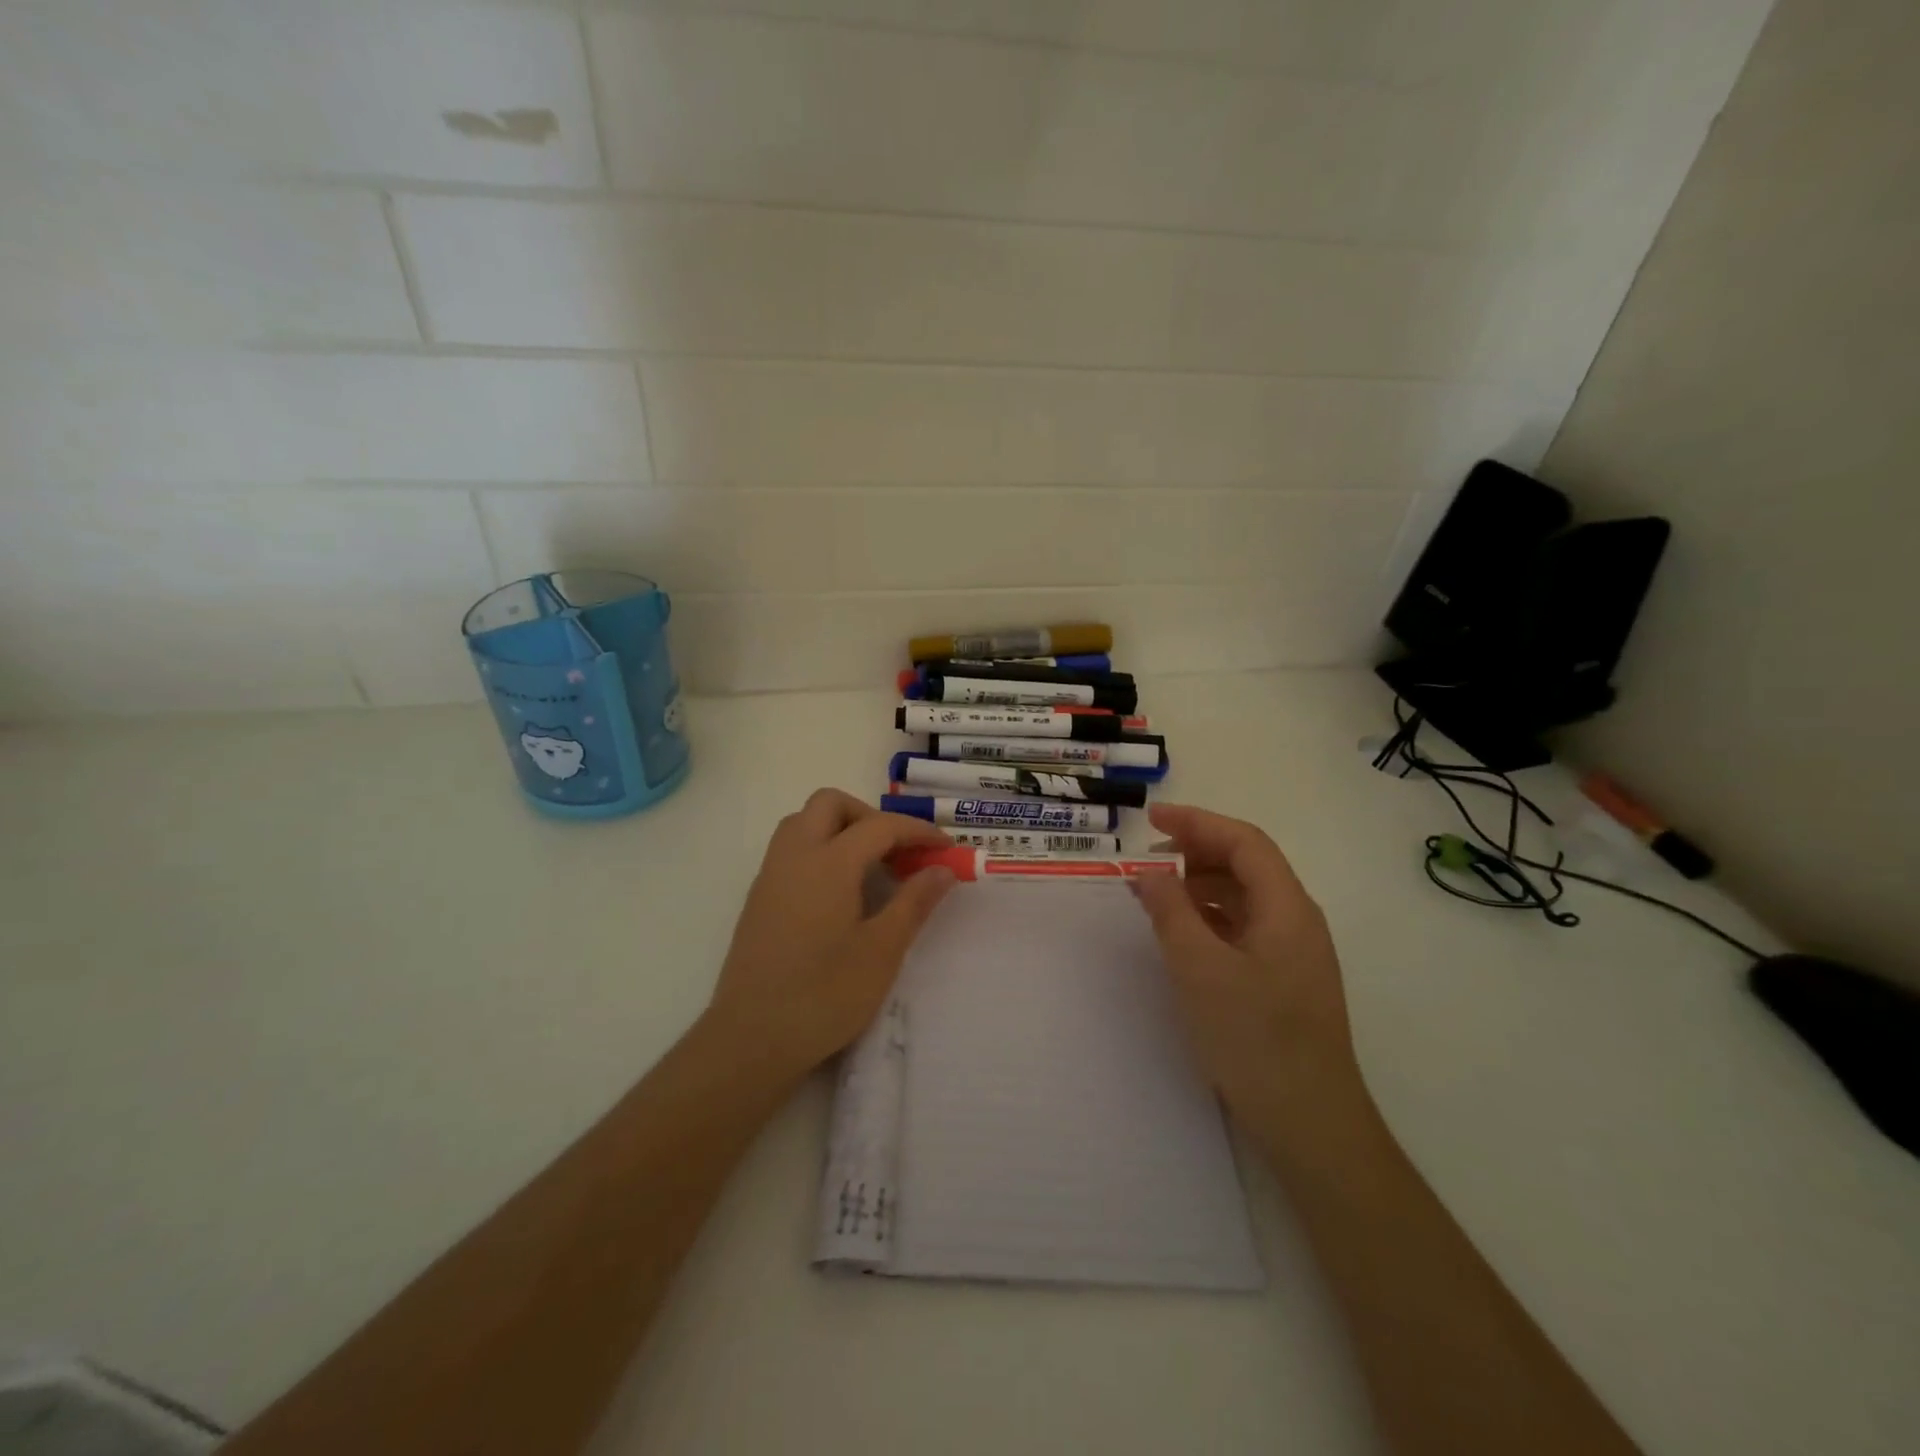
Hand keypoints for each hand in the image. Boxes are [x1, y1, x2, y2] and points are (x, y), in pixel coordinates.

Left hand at [705, 788, 956, 1077]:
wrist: (752, 1039)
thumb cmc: (824, 995)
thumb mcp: (882, 951)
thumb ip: (914, 902)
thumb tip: (943, 870)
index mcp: (829, 862)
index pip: (880, 826)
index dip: (918, 831)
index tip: (946, 849)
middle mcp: (794, 855)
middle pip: (830, 804)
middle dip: (870, 816)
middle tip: (898, 852)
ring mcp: (770, 876)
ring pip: (804, 822)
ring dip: (841, 829)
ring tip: (871, 868)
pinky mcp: (759, 898)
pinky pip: (791, 850)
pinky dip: (820, 850)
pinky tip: (839, 893)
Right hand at [1133, 803, 1363, 1122]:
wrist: (1310, 1122)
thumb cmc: (1255, 1039)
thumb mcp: (1200, 970)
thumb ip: (1171, 912)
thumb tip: (1150, 873)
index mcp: (1287, 908)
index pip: (1244, 841)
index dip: (1197, 822)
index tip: (1151, 819)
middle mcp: (1296, 920)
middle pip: (1247, 864)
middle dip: (1196, 850)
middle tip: (1148, 858)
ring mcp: (1292, 951)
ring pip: (1244, 896)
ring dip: (1200, 884)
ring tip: (1157, 893)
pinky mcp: (1283, 978)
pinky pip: (1243, 927)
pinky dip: (1208, 917)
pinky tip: (1182, 932)